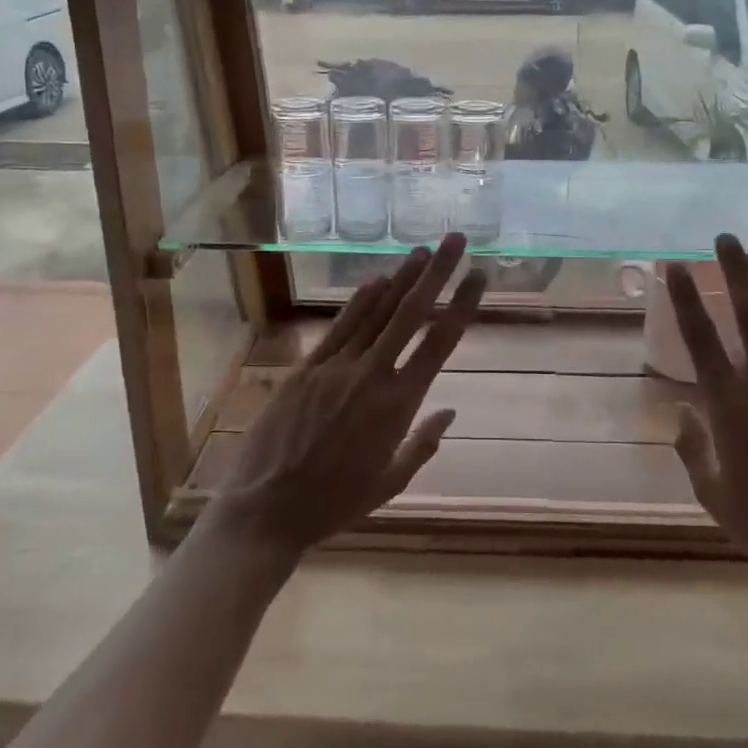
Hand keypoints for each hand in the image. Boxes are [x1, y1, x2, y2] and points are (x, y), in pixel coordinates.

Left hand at [205, 234, 485, 557]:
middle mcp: (372, 376)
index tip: (479, 275)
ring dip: (401, 278)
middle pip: (410, 313)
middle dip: (437, 272)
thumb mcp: (390, 482)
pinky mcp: (306, 368)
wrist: (268, 508)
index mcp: (399, 406)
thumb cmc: (335, 503)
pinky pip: (340, 327)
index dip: (462, 304)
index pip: (439, 343)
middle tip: (456, 240)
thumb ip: (423, 444)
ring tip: (422, 250)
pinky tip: (377, 280)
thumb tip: (450, 411)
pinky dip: (360, 301)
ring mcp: (335, 367)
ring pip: (376, 312)